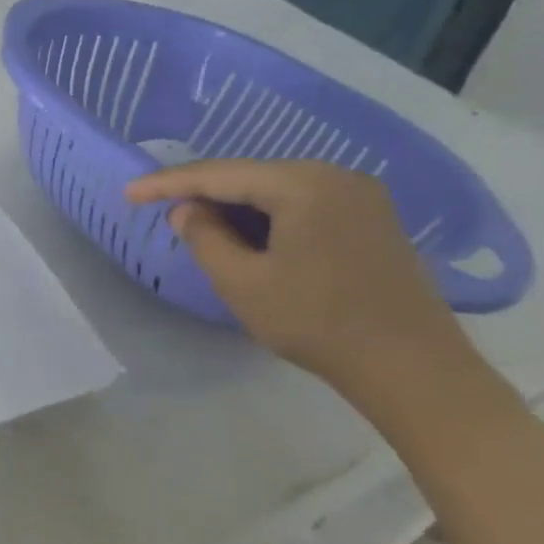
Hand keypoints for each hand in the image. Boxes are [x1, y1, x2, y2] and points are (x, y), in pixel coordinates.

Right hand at [125, 160, 474, 398]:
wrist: (413, 369)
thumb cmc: (317, 322)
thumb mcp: (242, 282)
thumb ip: (204, 237)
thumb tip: (186, 210)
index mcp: (303, 184)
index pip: (219, 174)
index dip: (168, 183)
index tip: (129, 193)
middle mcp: (335, 176)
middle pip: (250, 177)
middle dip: (203, 194)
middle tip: (160, 210)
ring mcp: (360, 197)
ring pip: (276, 192)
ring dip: (235, 208)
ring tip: (197, 226)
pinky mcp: (372, 221)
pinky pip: (303, 205)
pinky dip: (267, 218)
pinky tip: (247, 237)